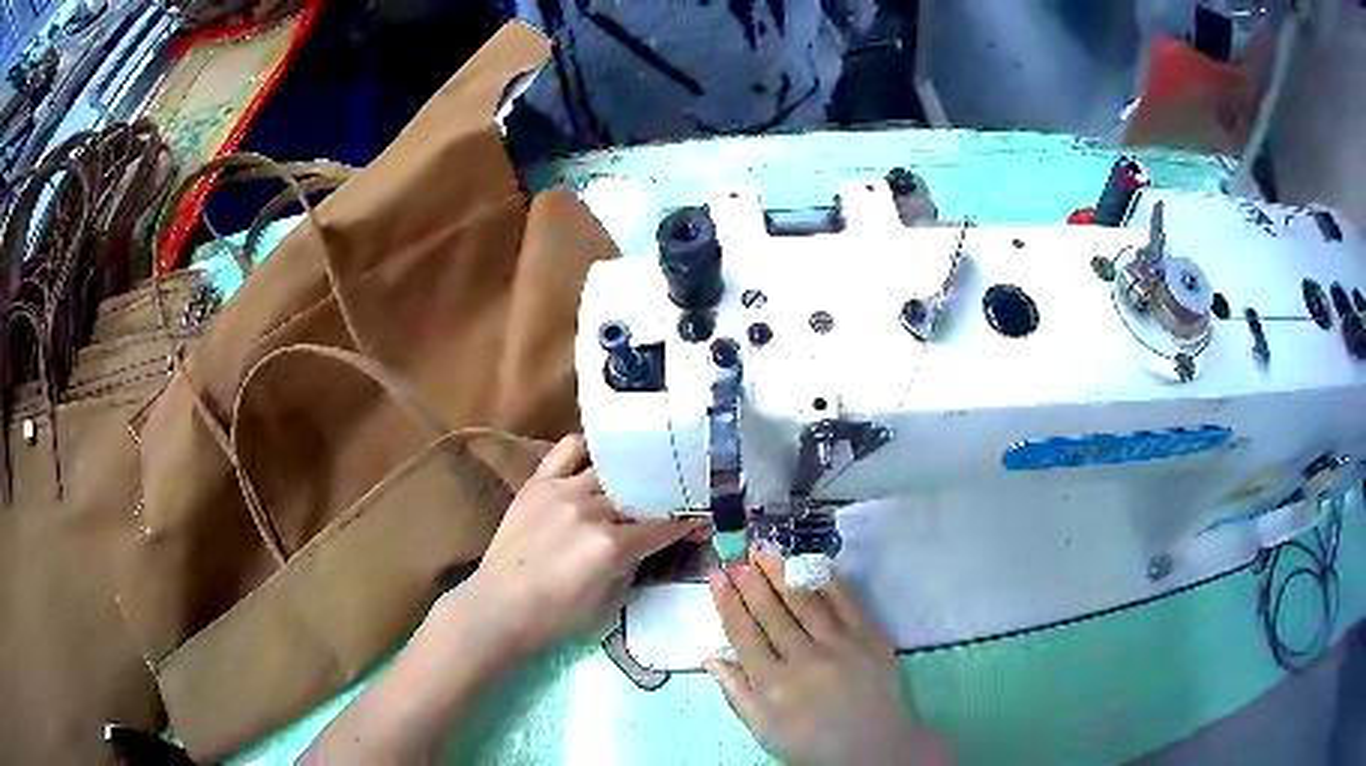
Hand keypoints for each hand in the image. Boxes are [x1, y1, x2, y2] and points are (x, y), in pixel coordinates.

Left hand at [458, 435, 696, 656]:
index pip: (664, 526)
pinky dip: (588, 449)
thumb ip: (632, 567)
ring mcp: (563, 490)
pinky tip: (598, 458)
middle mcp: (591, 510)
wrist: (499, 606)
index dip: (687, 524)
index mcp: (612, 545)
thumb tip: (648, 545)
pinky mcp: (538, 483)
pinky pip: (568, 450)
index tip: (700, 519)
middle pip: (640, 493)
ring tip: (637, 479)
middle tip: (673, 499)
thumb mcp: (609, 603)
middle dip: (662, 497)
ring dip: (628, 478)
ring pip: (609, 470)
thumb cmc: (556, 618)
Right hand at [707, 552, 953, 765]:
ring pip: (804, 602)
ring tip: (764, 553)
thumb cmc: (811, 743)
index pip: (743, 634)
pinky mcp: (870, 638)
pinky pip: (846, 603)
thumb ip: (735, 692)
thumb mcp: (762, 729)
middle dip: (751, 582)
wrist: (874, 748)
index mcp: (771, 684)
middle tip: (738, 557)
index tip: (717, 577)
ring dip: (782, 574)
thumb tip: (711, 656)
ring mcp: (839, 646)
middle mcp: (803, 660)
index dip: (728, 603)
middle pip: (771, 613)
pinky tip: (812, 564)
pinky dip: (827, 581)